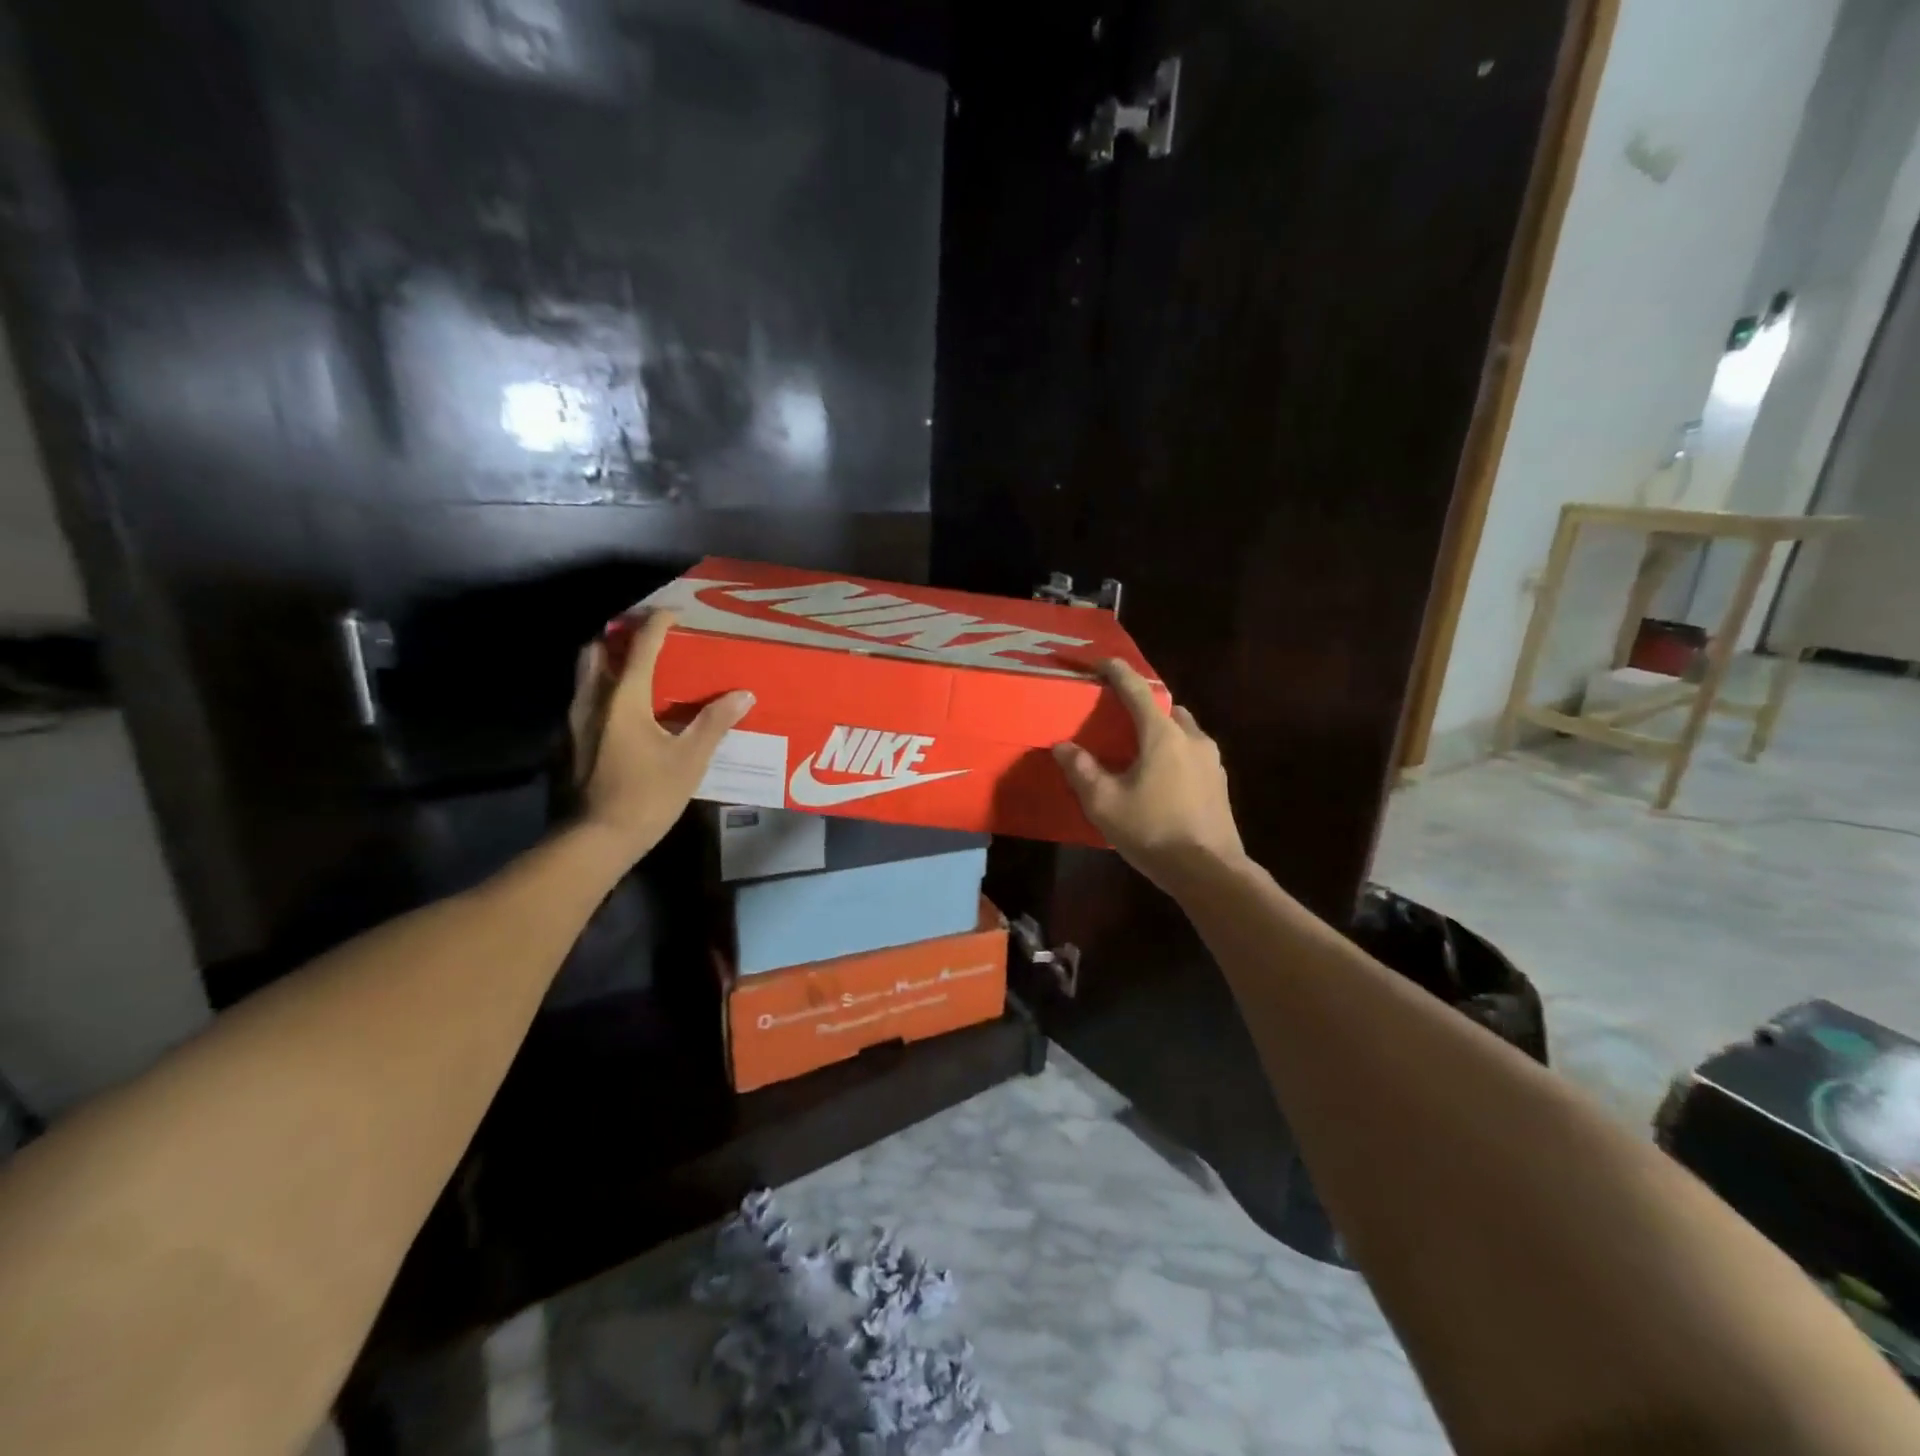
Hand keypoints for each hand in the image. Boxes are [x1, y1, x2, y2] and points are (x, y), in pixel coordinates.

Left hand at [568, 609, 753, 859]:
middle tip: (647, 638)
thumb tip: (743, 695)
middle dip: (620, 637)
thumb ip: (714, 723)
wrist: (596, 838)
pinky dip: (604, 689)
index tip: (673, 613)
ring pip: (586, 675)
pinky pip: (586, 699)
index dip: (657, 625)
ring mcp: (577, 722)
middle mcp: (593, 700)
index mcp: (623, 698)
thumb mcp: (690, 759)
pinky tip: (626, 709)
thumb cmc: (647, 795)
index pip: (641, 648)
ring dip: (608, 662)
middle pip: (597, 651)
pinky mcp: (573, 742)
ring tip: (639, 668)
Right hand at [1053, 660, 1245, 892]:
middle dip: (1141, 705)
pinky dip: (1172, 753)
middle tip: (1115, 718)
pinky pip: (1191, 753)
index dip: (1115, 671)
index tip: (1098, 662)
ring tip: (1136, 751)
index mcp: (1163, 735)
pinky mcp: (1219, 783)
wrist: (1209, 871)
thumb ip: (1082, 771)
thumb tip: (1063, 747)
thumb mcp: (1104, 804)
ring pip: (1181, 730)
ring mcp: (1211, 760)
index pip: (1136, 689)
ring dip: (1159, 731)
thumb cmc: (1153, 831)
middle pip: (1164, 707)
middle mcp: (1192, 738)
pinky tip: (1158, 779)